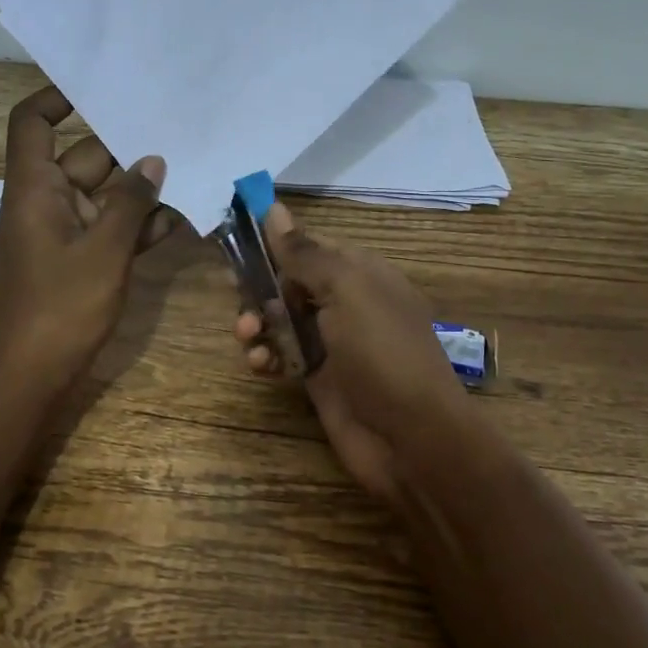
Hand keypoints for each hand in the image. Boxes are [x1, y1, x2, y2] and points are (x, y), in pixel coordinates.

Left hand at [0, 85, 175, 397]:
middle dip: (125, 148)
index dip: (57, 97)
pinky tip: (177, 221)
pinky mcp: (77, 261)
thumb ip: (131, 203)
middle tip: (175, 130)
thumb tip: (152, 161)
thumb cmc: (60, 306)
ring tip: (189, 173)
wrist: (29, 376)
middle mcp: (45, 203)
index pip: (32, 123)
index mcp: (34, 189)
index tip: (100, 88)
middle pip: (82, 157)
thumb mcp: (104, 250)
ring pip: (102, 197)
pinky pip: (107, 230)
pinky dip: (135, 226)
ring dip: (139, 191)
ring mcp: (61, 234)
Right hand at [235, 202, 472, 505]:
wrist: (412, 439)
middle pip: (288, 283)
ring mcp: (331, 343)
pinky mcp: (318, 379)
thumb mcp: (347, 291)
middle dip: (258, 287)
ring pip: (279, 321)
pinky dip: (266, 357)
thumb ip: (306, 253)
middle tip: (234, 294)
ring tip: (246, 337)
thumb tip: (273, 209)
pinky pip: (282, 356)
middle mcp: (345, 304)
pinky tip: (260, 366)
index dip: (274, 244)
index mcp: (360, 274)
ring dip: (256, 324)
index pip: (309, 246)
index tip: (236, 244)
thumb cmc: (383, 353)